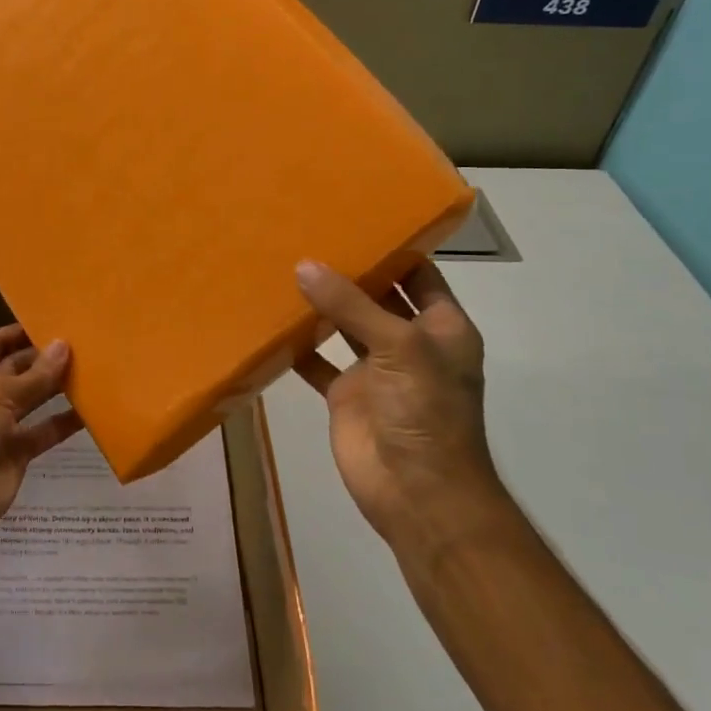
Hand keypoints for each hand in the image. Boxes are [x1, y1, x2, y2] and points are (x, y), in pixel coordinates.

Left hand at [0, 324, 79, 546]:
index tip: (55, 320)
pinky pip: (43, 431)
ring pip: (33, 399)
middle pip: (17, 369)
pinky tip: (91, 410)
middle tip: (84, 343)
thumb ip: (35, 374)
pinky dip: (64, 422)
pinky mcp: (16, 452)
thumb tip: (64, 345)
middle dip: (44, 358)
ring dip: (57, 387)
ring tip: (93, 370)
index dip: (21, 331)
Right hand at [293, 257, 495, 544]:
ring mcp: (376, 370)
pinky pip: (318, 361)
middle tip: (306, 234)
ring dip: (319, 304)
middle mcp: (409, 343)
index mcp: (441, 327)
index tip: (355, 217)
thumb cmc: (425, 410)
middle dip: (347, 271)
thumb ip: (351, 305)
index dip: (393, 247)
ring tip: (283, 266)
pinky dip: (297, 346)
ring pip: (344, 325)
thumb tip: (304, 265)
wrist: (417, 492)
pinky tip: (270, 322)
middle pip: (377, 296)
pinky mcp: (346, 394)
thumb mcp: (398, 346)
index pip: (418, 274)